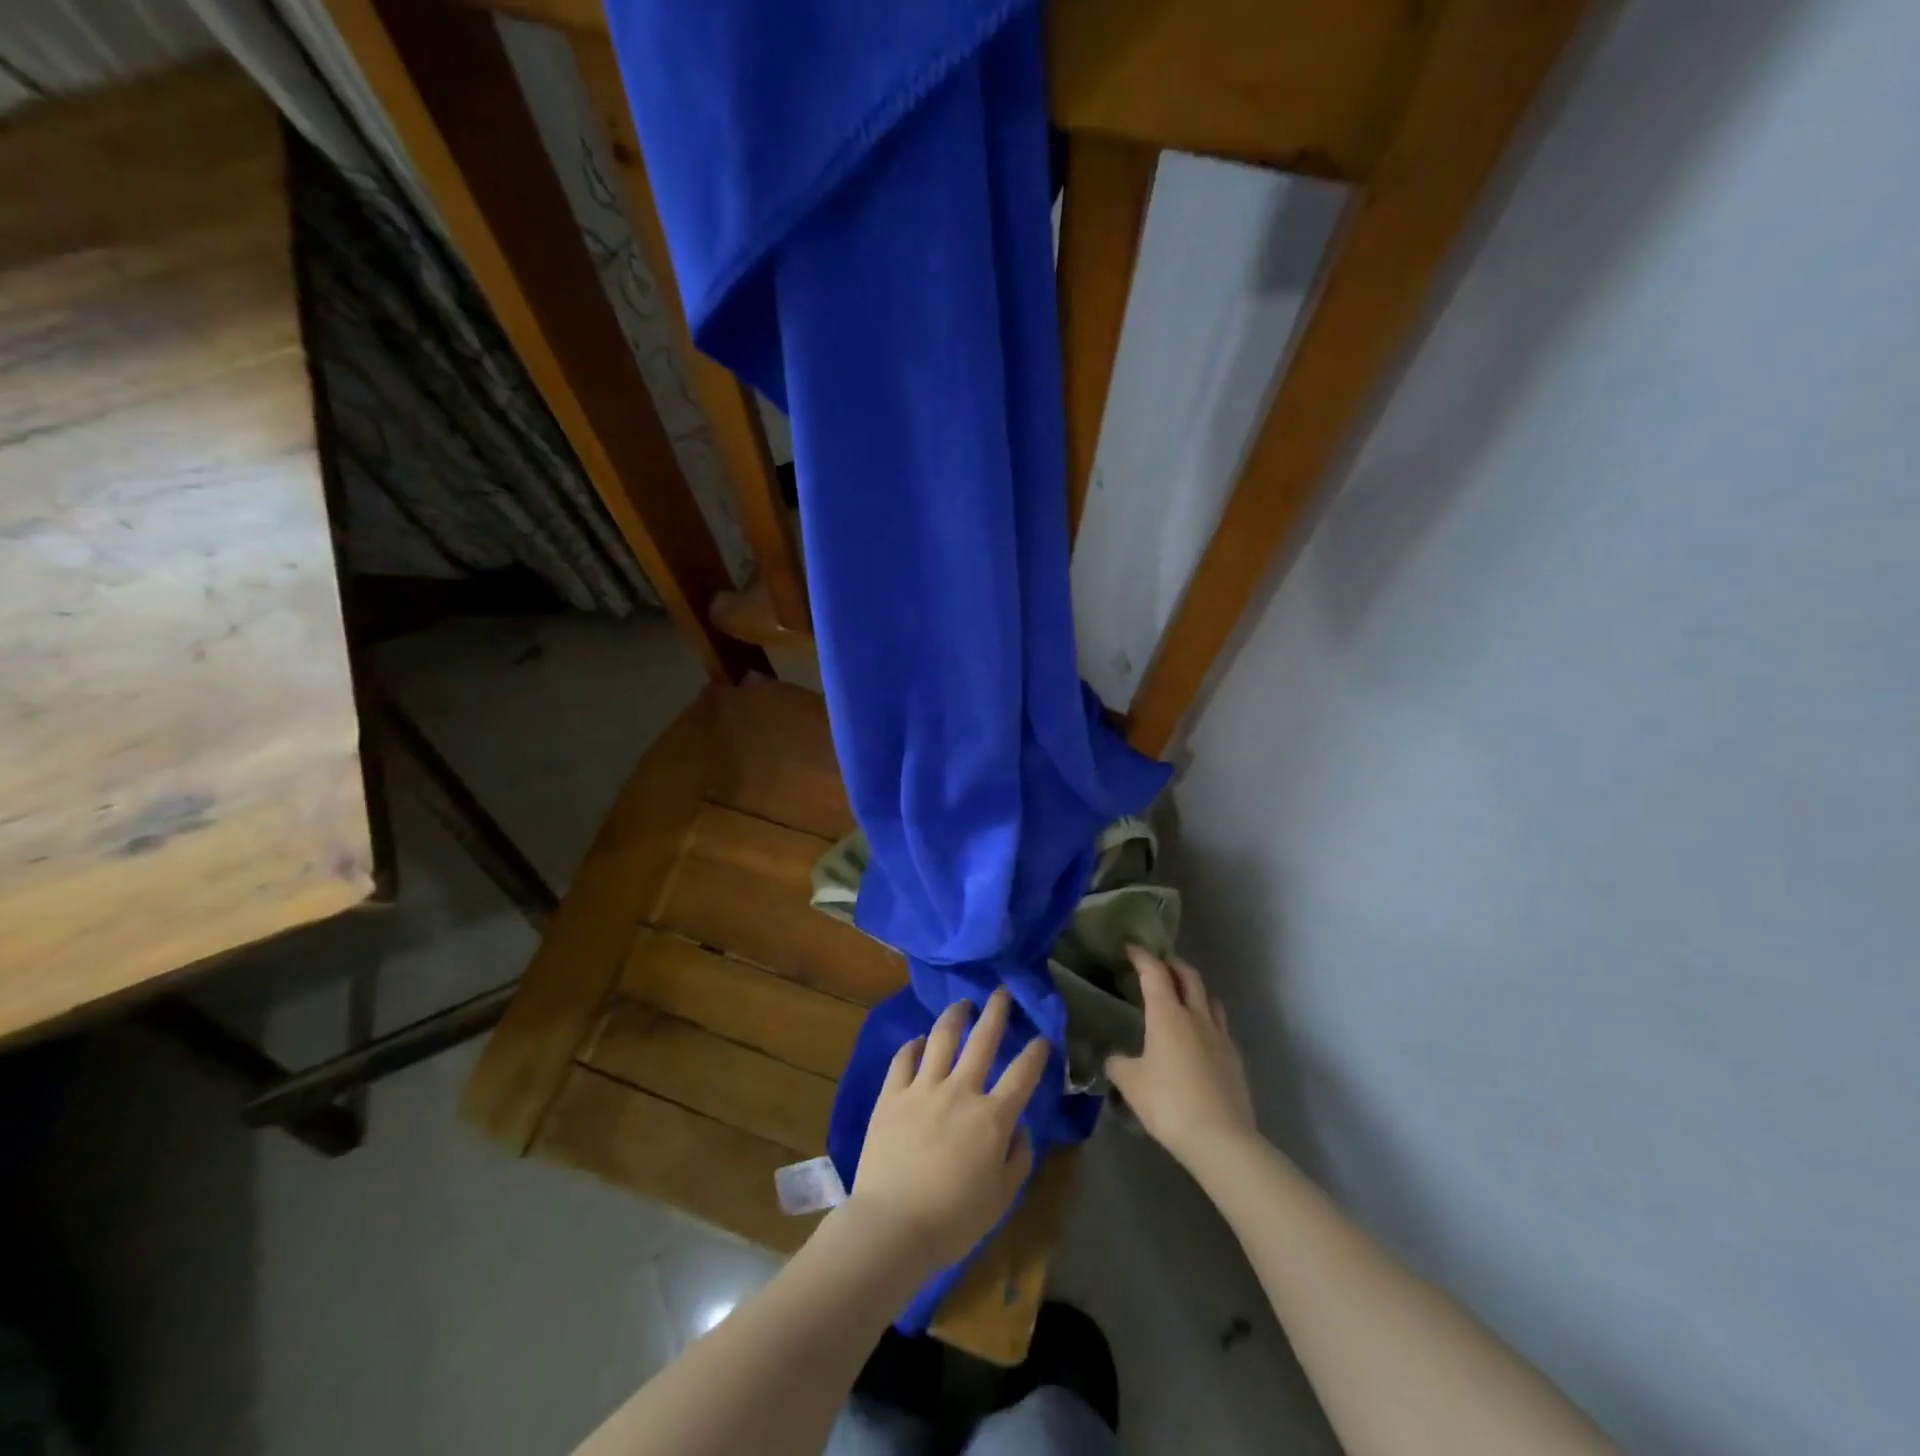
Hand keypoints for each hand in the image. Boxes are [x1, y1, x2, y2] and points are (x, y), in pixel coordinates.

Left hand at [847, 988, 1048, 1274]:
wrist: (892, 1225)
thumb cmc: (954, 1220)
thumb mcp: (1002, 1198)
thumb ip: (1018, 1158)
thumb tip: (1020, 1128)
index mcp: (992, 1117)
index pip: (1022, 1073)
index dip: (1036, 1051)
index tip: (1043, 1036)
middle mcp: (960, 1091)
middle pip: (983, 1039)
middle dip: (996, 1011)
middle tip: (1001, 992)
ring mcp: (923, 1088)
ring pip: (942, 1037)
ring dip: (955, 1016)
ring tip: (961, 1004)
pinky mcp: (892, 1094)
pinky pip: (904, 1058)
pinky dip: (913, 1044)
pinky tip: (919, 1040)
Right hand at [1107, 947, 1256, 1165]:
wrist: (1221, 1139)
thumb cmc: (1169, 1102)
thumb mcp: (1130, 1083)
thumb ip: (1118, 1063)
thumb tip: (1114, 1057)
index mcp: (1167, 1014)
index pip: (1154, 972)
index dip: (1142, 956)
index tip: (1131, 948)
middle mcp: (1196, 1016)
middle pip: (1189, 976)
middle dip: (1173, 964)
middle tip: (1160, 963)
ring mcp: (1220, 1037)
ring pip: (1210, 999)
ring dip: (1195, 990)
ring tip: (1183, 996)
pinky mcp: (1235, 1059)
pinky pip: (1220, 1027)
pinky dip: (1207, 1020)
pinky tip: (1200, 1037)